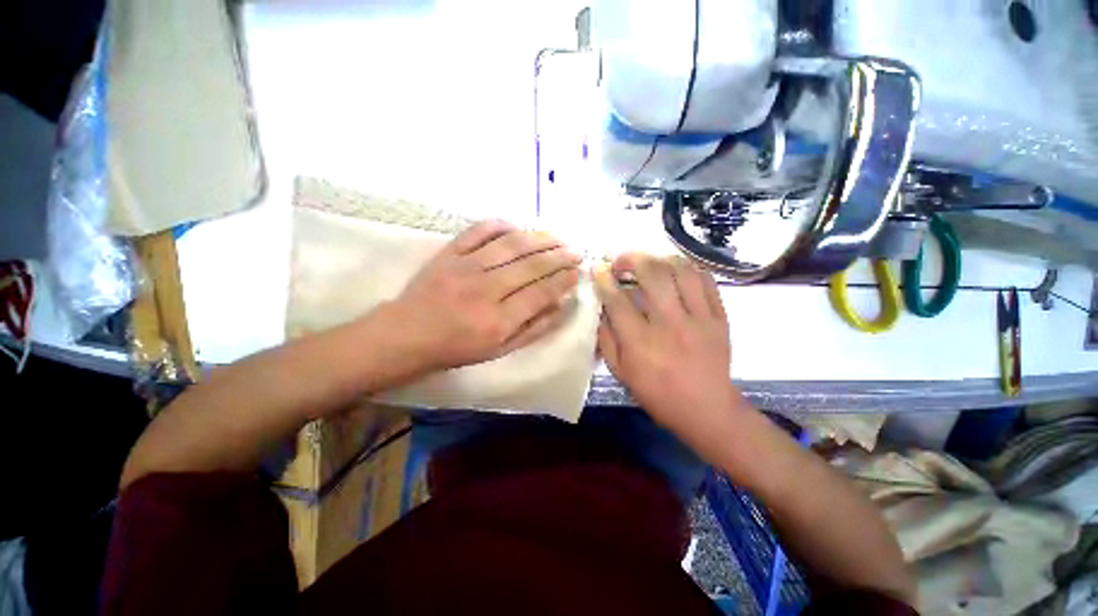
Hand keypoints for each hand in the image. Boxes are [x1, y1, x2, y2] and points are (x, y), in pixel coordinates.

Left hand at [391, 220, 581, 370]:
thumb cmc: (457, 348)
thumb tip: (562, 306)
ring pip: (511, 244)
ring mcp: (467, 266)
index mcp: (499, 320)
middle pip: (532, 265)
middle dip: (560, 256)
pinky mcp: (450, 252)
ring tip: (557, 237)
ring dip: (539, 238)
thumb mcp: (501, 350)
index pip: (542, 292)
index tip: (578, 272)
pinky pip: (479, 230)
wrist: (408, 334)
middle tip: (576, 252)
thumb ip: (534, 329)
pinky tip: (517, 226)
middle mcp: (486, 289)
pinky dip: (501, 225)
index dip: (564, 280)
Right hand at [595, 253, 739, 447]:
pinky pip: (706, 281)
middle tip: (622, 260)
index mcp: (641, 342)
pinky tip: (677, 271)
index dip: (605, 280)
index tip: (598, 268)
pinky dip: (689, 269)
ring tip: (649, 261)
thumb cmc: (657, 394)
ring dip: (660, 258)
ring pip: (681, 271)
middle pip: (652, 275)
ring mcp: (699, 318)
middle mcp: (670, 324)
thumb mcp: (621, 372)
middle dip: (632, 259)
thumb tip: (601, 309)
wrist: (707, 410)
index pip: (618, 300)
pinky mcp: (720, 317)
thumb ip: (607, 339)